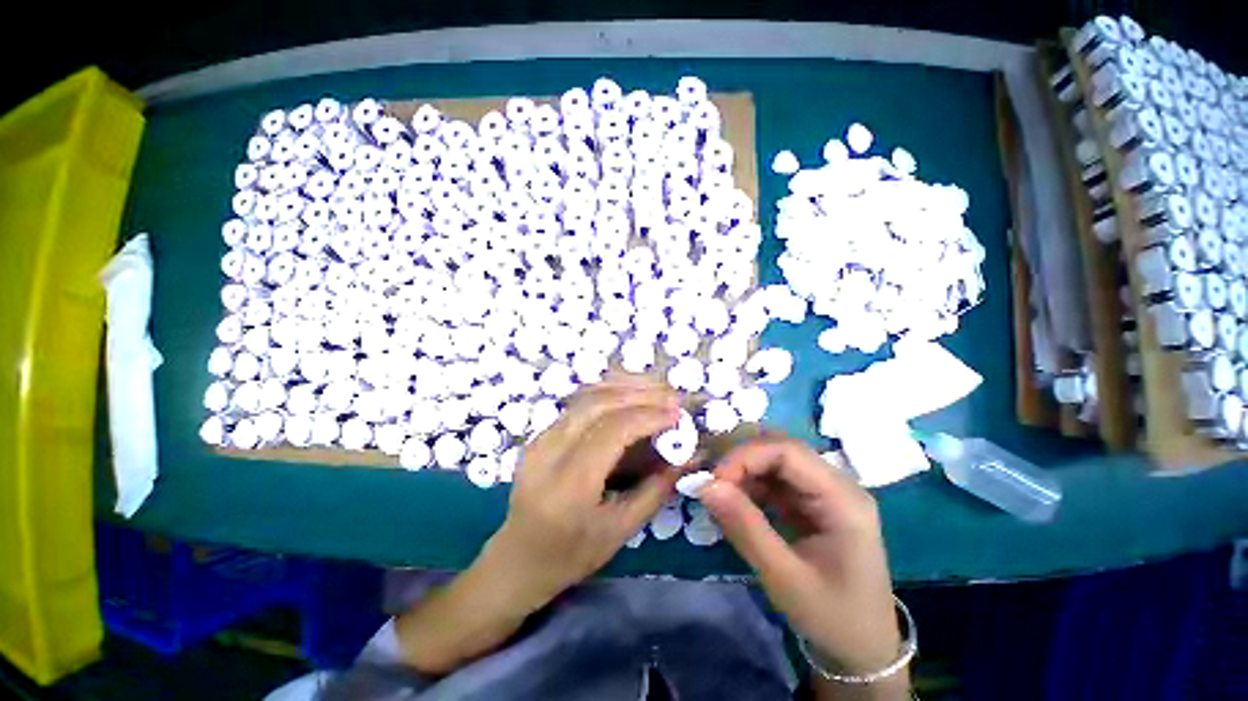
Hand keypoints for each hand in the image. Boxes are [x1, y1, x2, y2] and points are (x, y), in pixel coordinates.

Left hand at [487, 374, 681, 604]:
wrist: (517, 558)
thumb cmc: (571, 555)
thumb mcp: (620, 531)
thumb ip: (655, 490)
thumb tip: (687, 456)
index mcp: (569, 484)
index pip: (612, 430)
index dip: (648, 415)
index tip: (677, 414)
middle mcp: (549, 451)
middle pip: (598, 404)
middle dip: (640, 394)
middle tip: (672, 395)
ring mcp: (540, 437)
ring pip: (586, 396)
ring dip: (624, 386)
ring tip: (656, 387)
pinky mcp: (541, 433)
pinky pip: (578, 402)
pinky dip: (608, 391)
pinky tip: (629, 392)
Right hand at [699, 437, 901, 678]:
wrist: (862, 649)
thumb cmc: (832, 618)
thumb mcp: (785, 578)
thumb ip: (745, 528)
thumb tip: (706, 486)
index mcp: (842, 498)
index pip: (788, 451)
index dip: (746, 456)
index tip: (714, 480)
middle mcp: (835, 484)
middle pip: (780, 448)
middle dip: (741, 458)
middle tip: (711, 481)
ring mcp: (822, 491)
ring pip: (773, 460)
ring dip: (742, 470)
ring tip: (717, 491)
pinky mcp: (809, 502)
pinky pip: (773, 479)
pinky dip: (748, 484)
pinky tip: (732, 501)